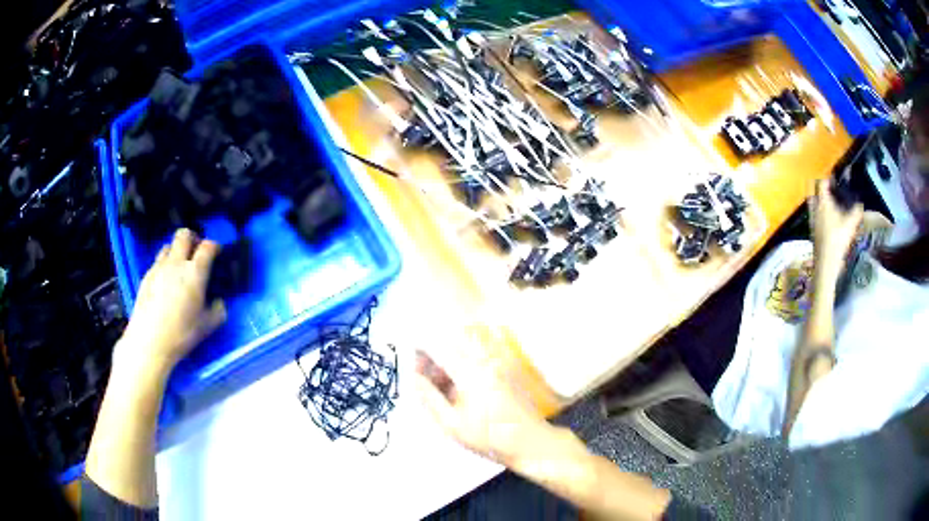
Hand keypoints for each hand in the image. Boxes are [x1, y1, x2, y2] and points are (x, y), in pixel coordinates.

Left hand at [115, 229, 225, 381]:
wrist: (149, 341)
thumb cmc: (181, 334)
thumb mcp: (207, 326)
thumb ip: (218, 310)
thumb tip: (219, 301)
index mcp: (195, 272)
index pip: (207, 246)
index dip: (214, 245)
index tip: (217, 252)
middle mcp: (176, 263)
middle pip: (184, 234)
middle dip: (192, 238)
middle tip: (196, 251)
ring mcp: (159, 267)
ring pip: (168, 246)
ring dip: (176, 251)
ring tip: (179, 266)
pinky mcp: (146, 275)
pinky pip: (158, 261)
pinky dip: (165, 265)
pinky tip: (166, 283)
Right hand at [413, 348, 550, 467]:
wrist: (530, 443)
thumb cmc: (489, 438)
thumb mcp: (452, 424)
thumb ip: (430, 397)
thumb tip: (414, 377)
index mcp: (470, 372)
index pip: (439, 348)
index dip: (421, 352)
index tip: (411, 364)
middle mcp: (485, 361)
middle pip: (452, 346)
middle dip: (434, 358)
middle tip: (423, 378)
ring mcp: (497, 365)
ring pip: (464, 353)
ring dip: (448, 364)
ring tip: (439, 389)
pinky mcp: (505, 371)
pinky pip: (477, 361)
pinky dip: (463, 369)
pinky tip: (458, 392)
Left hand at [811, 180, 863, 280]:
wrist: (826, 265)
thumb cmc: (838, 241)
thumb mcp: (851, 225)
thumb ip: (856, 212)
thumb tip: (861, 203)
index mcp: (822, 203)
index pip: (822, 183)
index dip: (828, 179)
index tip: (835, 179)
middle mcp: (814, 208)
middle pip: (812, 190)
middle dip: (819, 186)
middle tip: (830, 189)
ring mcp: (812, 220)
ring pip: (812, 203)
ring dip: (819, 199)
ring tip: (830, 202)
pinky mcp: (812, 231)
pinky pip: (814, 215)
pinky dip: (819, 212)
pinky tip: (828, 219)